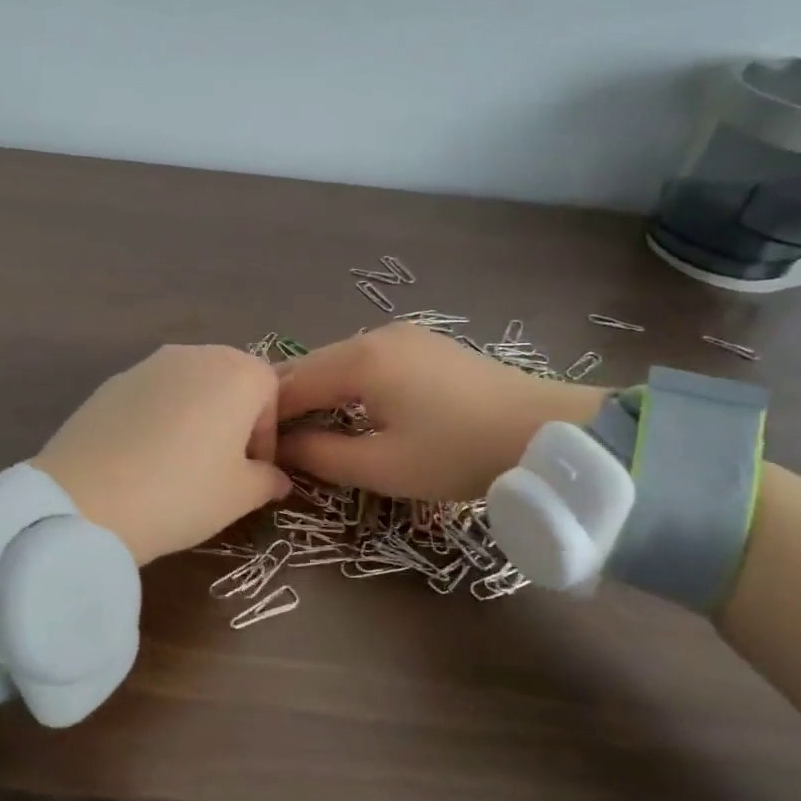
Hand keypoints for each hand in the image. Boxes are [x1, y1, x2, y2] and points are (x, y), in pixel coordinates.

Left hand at [36, 345, 291, 565]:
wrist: (86, 501)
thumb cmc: (182, 493)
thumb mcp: (239, 496)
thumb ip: (267, 480)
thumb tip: (274, 477)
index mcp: (237, 372)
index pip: (271, 391)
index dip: (267, 434)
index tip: (254, 472)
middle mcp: (194, 355)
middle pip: (229, 380)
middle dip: (234, 420)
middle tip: (222, 467)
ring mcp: (147, 364)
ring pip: (189, 386)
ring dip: (196, 417)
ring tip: (180, 464)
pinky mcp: (110, 382)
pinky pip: (151, 396)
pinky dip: (158, 419)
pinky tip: (142, 460)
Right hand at [275, 324, 603, 500]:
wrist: (549, 432)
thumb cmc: (459, 453)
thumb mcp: (383, 466)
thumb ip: (321, 455)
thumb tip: (280, 450)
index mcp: (359, 360)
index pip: (289, 384)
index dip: (265, 417)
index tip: (251, 449)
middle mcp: (376, 335)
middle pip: (311, 367)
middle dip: (287, 403)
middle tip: (273, 444)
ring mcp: (404, 335)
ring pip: (339, 363)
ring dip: (318, 394)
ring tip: (308, 432)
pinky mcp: (426, 345)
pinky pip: (368, 362)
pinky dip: (347, 386)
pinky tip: (350, 411)